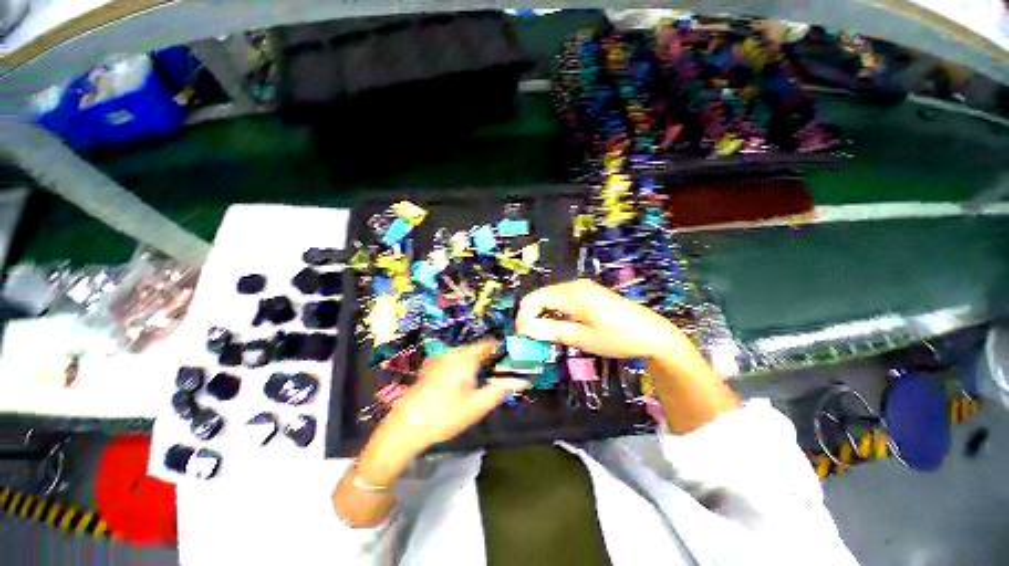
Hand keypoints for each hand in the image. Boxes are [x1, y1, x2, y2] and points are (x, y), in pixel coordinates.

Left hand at [357, 340, 528, 485]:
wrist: (404, 427)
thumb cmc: (444, 415)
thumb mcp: (477, 406)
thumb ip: (500, 391)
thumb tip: (521, 380)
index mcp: (465, 357)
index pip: (488, 344)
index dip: (501, 349)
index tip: (512, 358)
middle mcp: (452, 353)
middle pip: (476, 350)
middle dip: (489, 359)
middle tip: (500, 374)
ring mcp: (439, 360)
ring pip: (464, 356)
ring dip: (476, 364)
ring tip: (484, 380)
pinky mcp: (430, 368)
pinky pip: (453, 362)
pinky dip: (462, 368)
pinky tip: (462, 385)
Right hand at [516, 279, 692, 359]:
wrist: (653, 333)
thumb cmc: (617, 338)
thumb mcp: (582, 338)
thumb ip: (551, 331)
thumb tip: (525, 329)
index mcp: (571, 294)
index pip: (534, 299)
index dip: (523, 317)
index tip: (521, 337)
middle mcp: (574, 285)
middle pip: (541, 296)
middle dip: (531, 315)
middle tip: (530, 338)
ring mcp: (583, 286)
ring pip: (551, 296)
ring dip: (542, 313)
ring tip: (542, 334)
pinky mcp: (589, 291)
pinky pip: (563, 297)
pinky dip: (554, 310)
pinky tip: (559, 324)